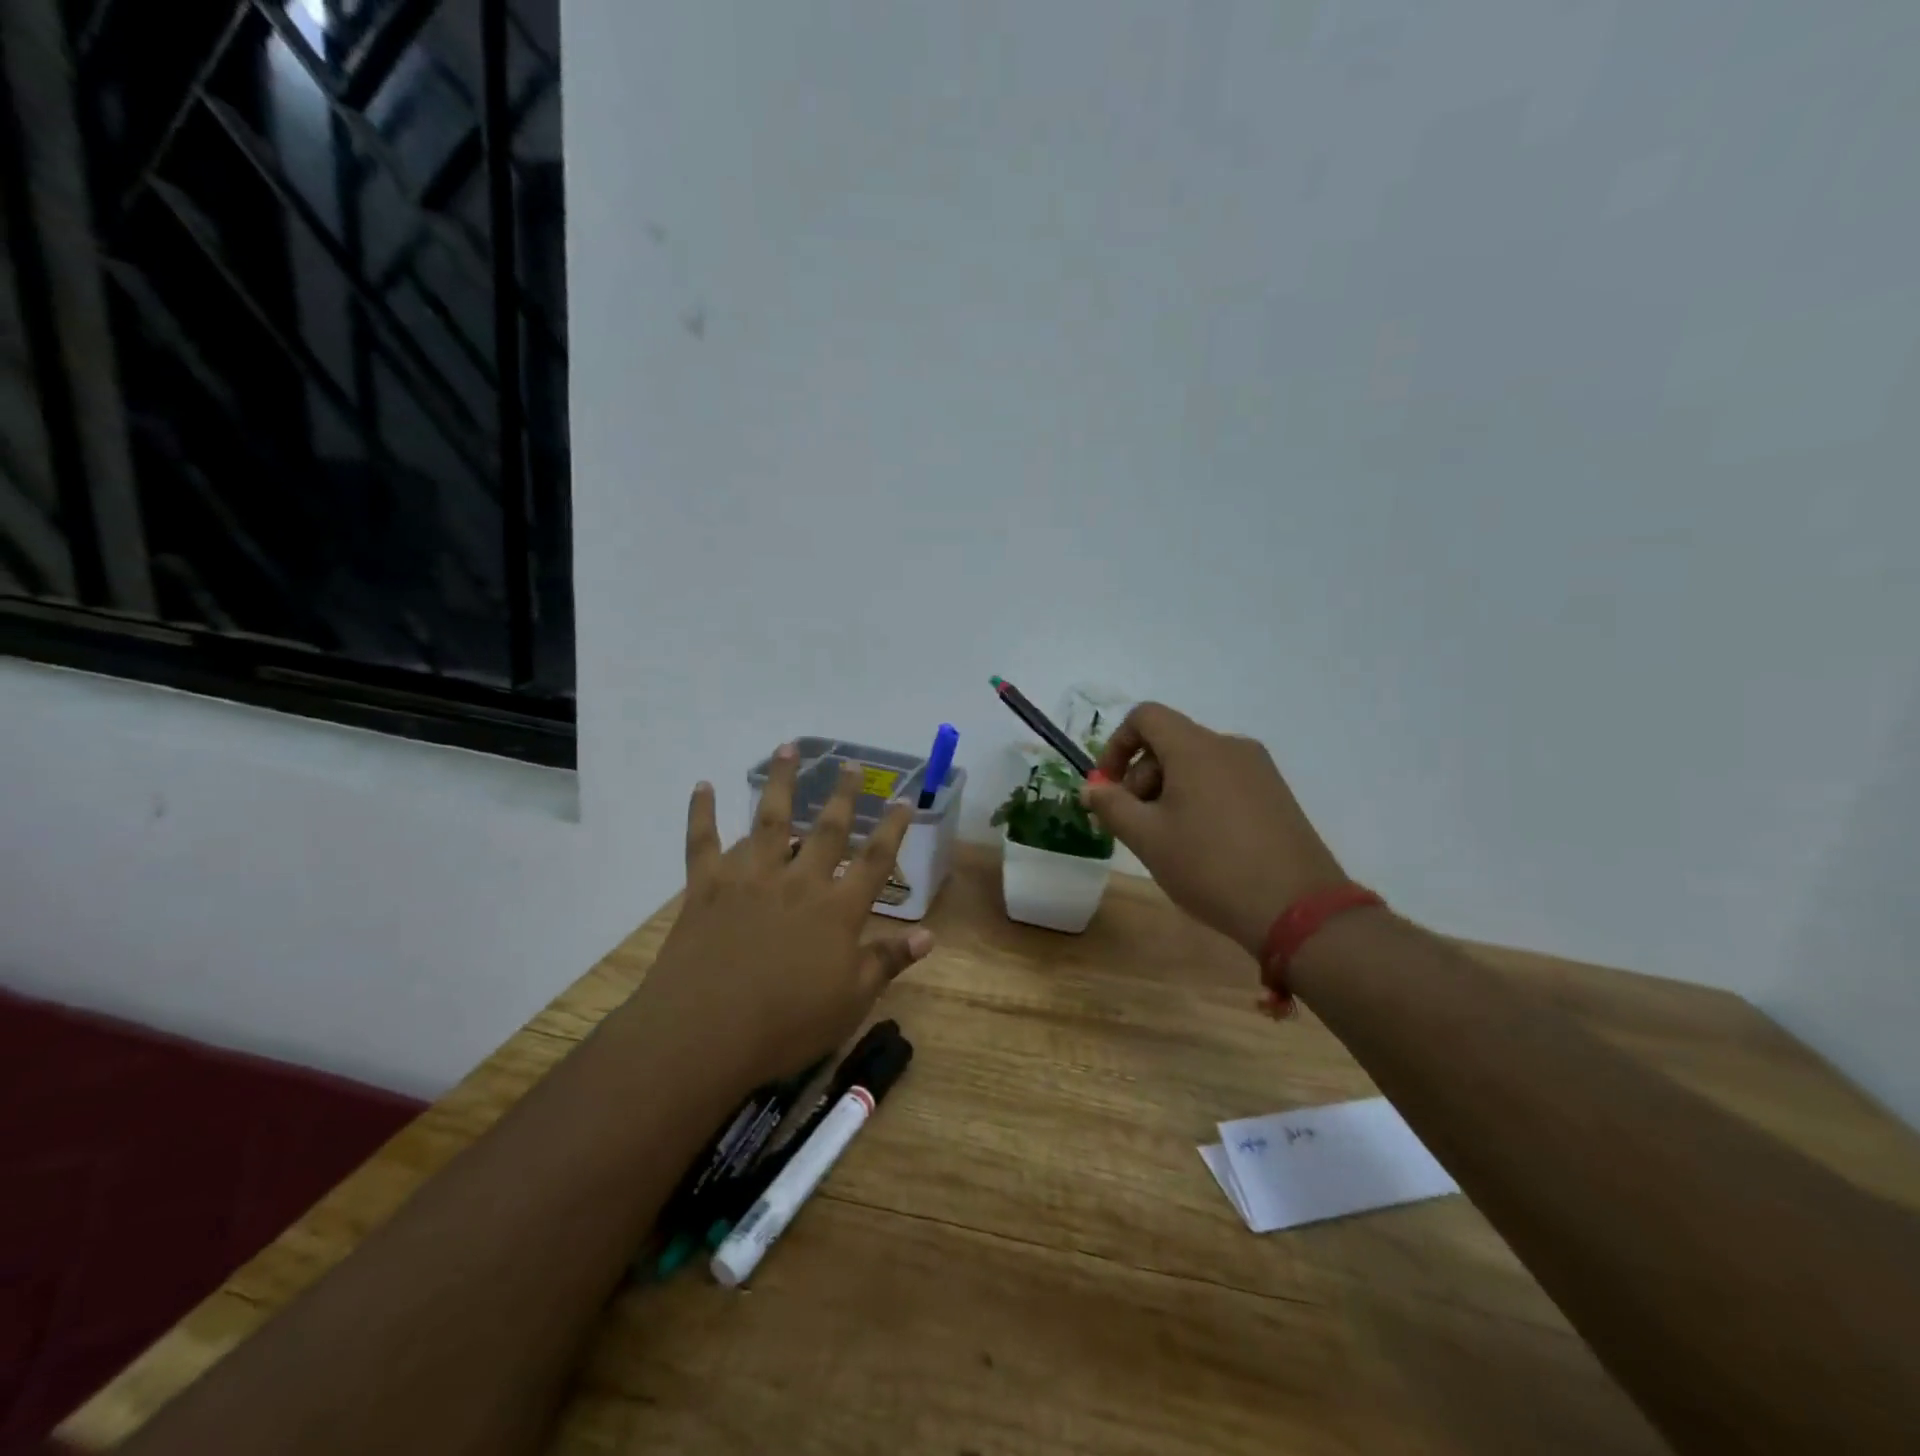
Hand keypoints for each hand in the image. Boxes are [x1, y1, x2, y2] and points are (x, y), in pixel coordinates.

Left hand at [628, 746, 933, 1088]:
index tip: (903, 798)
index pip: (875, 859)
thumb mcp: (851, 1001)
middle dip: (841, 794)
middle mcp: (798, 882)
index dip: (892, 828)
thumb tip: (929, 935)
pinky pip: (703, 842)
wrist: (705, 1033)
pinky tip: (703, 786)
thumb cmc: (786, 1024)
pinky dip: (702, 812)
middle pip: (826, 828)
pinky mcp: (708, 886)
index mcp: (837, 909)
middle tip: (849, 763)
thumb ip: (888, 961)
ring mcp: (751, 878)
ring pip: (769, 819)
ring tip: (788, 749)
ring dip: (780, 781)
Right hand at [1082, 703, 1347, 958]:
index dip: (1117, 745)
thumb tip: (1092, 789)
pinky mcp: (1276, 793)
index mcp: (1196, 748)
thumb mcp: (1147, 838)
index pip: (1145, 717)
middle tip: (1134, 825)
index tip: (1109, 788)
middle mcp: (1230, 746)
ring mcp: (1258, 769)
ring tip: (1167, 840)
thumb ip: (1111, 806)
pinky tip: (1201, 844)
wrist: (1297, 909)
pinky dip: (1199, 798)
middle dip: (1141, 777)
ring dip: (1168, 790)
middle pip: (1170, 742)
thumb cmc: (1210, 867)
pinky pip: (1223, 780)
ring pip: (1196, 763)